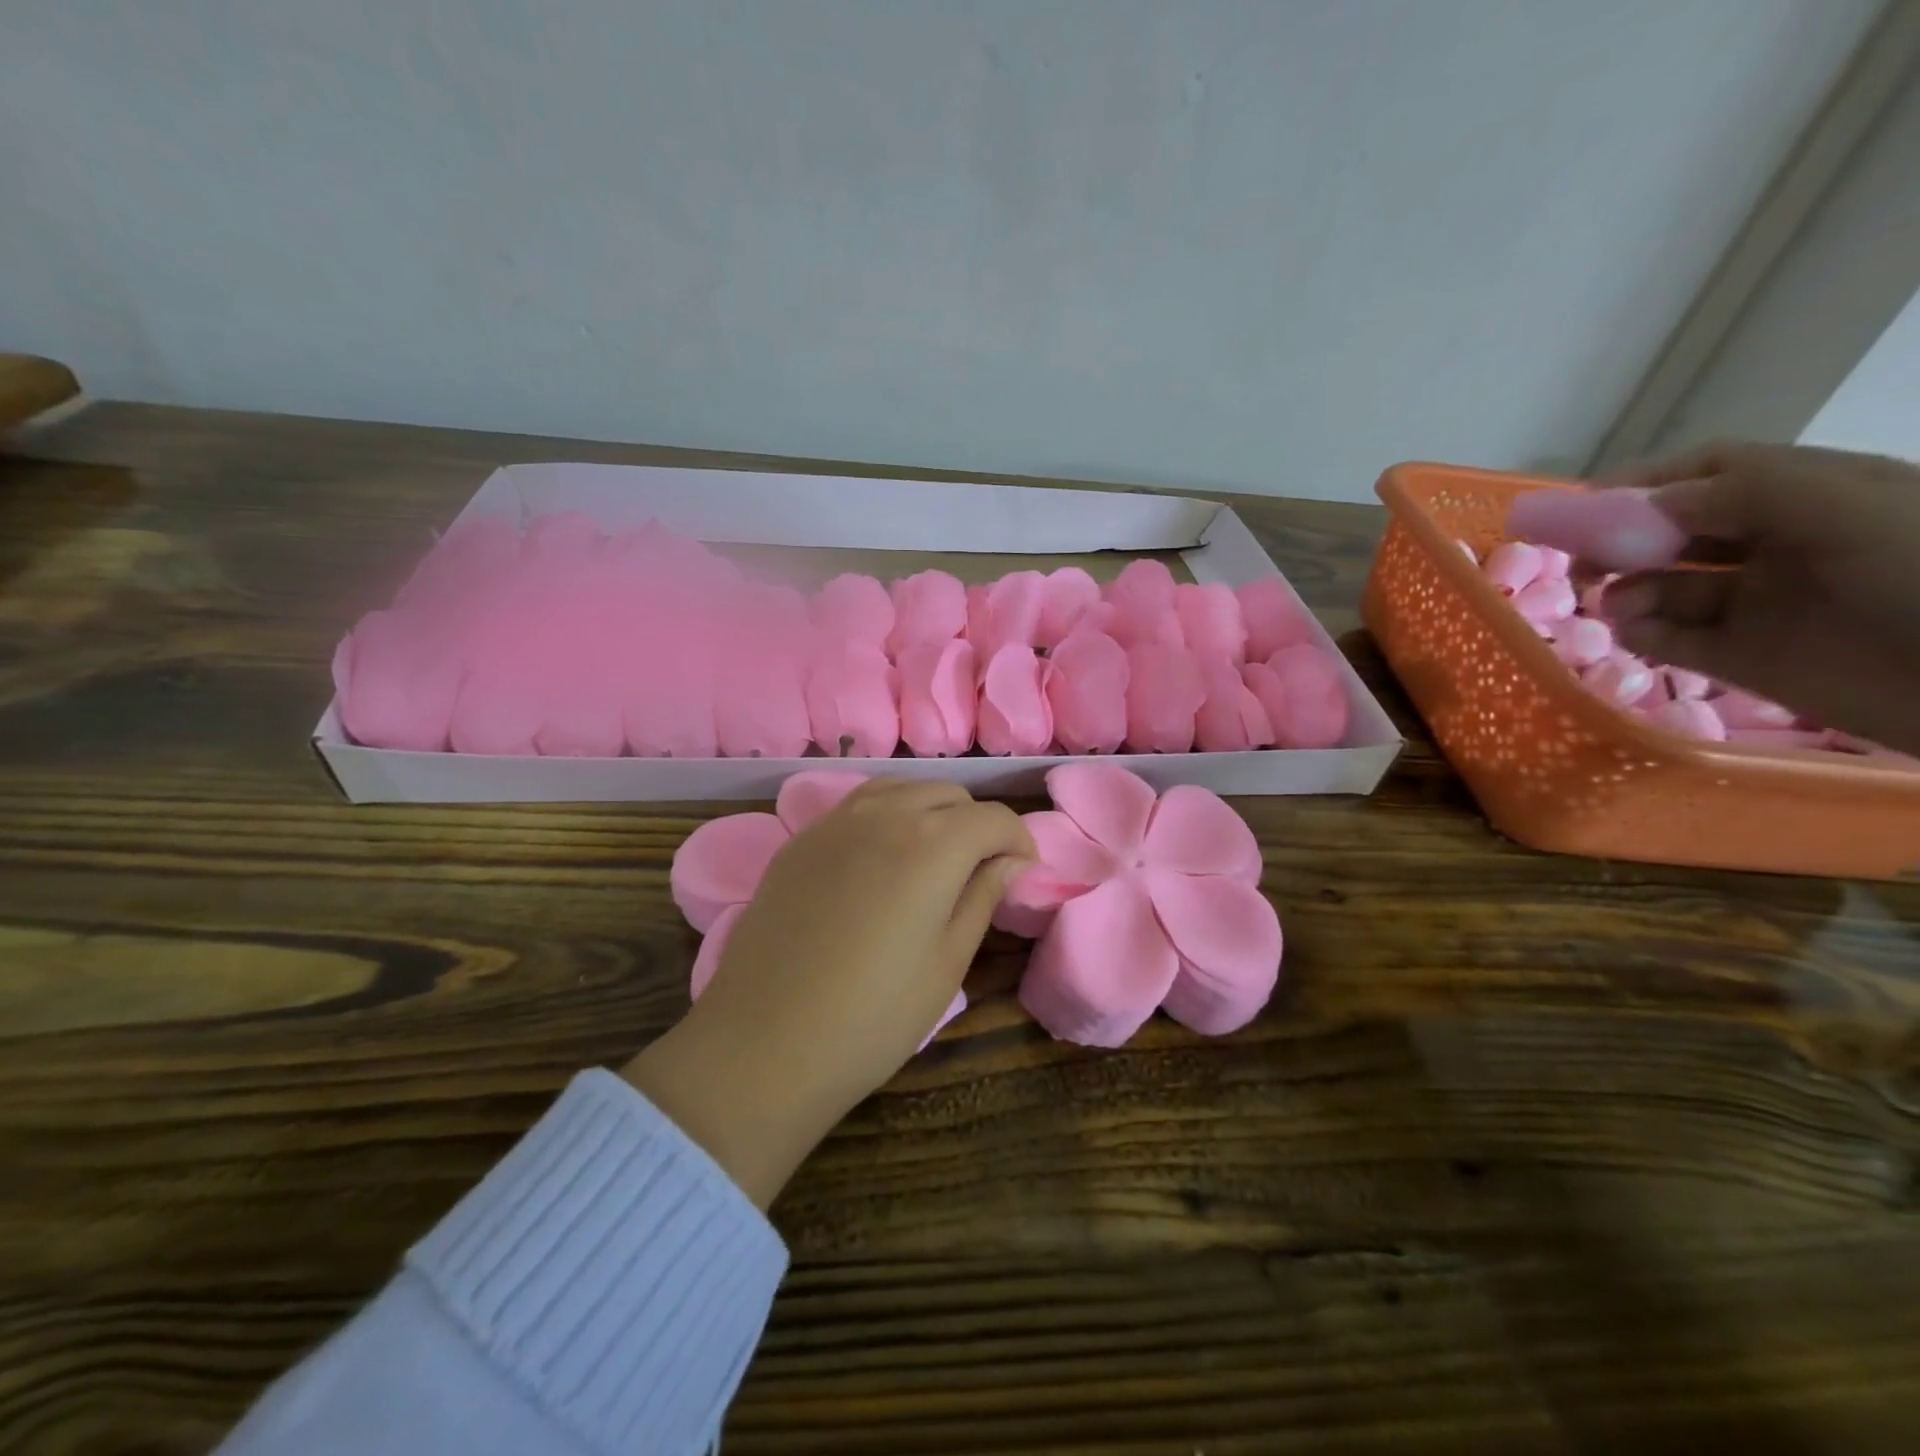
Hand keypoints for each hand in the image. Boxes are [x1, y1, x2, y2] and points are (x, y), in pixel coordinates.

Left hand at [623, 779, 1032, 1206]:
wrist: (763, 1044)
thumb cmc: (873, 1015)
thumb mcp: (947, 962)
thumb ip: (983, 897)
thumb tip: (1011, 861)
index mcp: (934, 843)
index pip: (995, 818)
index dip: (1018, 842)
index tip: (1021, 874)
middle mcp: (886, 813)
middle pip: (949, 794)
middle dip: (975, 824)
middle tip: (979, 871)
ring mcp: (836, 821)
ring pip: (901, 790)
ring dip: (929, 812)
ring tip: (932, 858)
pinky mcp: (801, 839)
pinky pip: (857, 805)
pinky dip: (885, 816)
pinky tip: (880, 860)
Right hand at [1599, 442, 1919, 754]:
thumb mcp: (1849, 509)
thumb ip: (1744, 493)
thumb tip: (1640, 506)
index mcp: (1810, 496)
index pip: (1707, 473)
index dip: (1642, 483)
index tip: (1582, 506)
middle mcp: (1778, 544)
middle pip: (1673, 530)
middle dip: (1618, 541)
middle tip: (1580, 564)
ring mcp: (1759, 604)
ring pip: (1664, 587)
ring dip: (1627, 591)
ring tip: (1618, 607)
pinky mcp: (1745, 658)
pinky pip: (1672, 640)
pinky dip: (1641, 634)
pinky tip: (1634, 634)